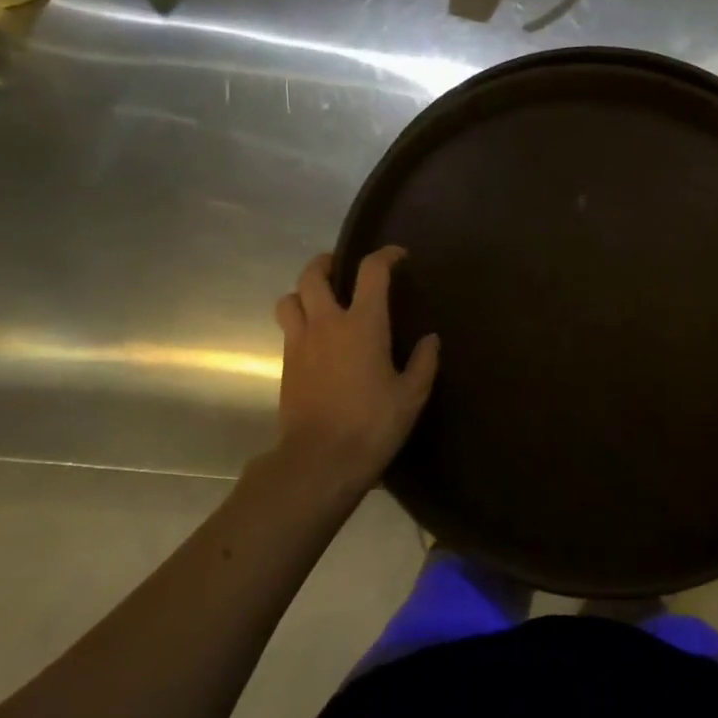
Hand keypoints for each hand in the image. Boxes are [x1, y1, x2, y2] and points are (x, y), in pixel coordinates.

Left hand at [273, 247, 438, 487]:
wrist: (319, 461)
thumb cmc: (372, 424)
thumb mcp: (411, 396)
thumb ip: (424, 362)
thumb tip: (431, 339)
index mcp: (363, 324)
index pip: (371, 271)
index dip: (385, 256)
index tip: (398, 257)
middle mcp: (326, 323)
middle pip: (313, 275)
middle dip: (327, 263)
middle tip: (342, 269)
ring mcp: (300, 343)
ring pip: (289, 299)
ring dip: (303, 292)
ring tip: (321, 301)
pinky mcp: (286, 365)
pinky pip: (287, 329)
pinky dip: (299, 322)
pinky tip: (316, 340)